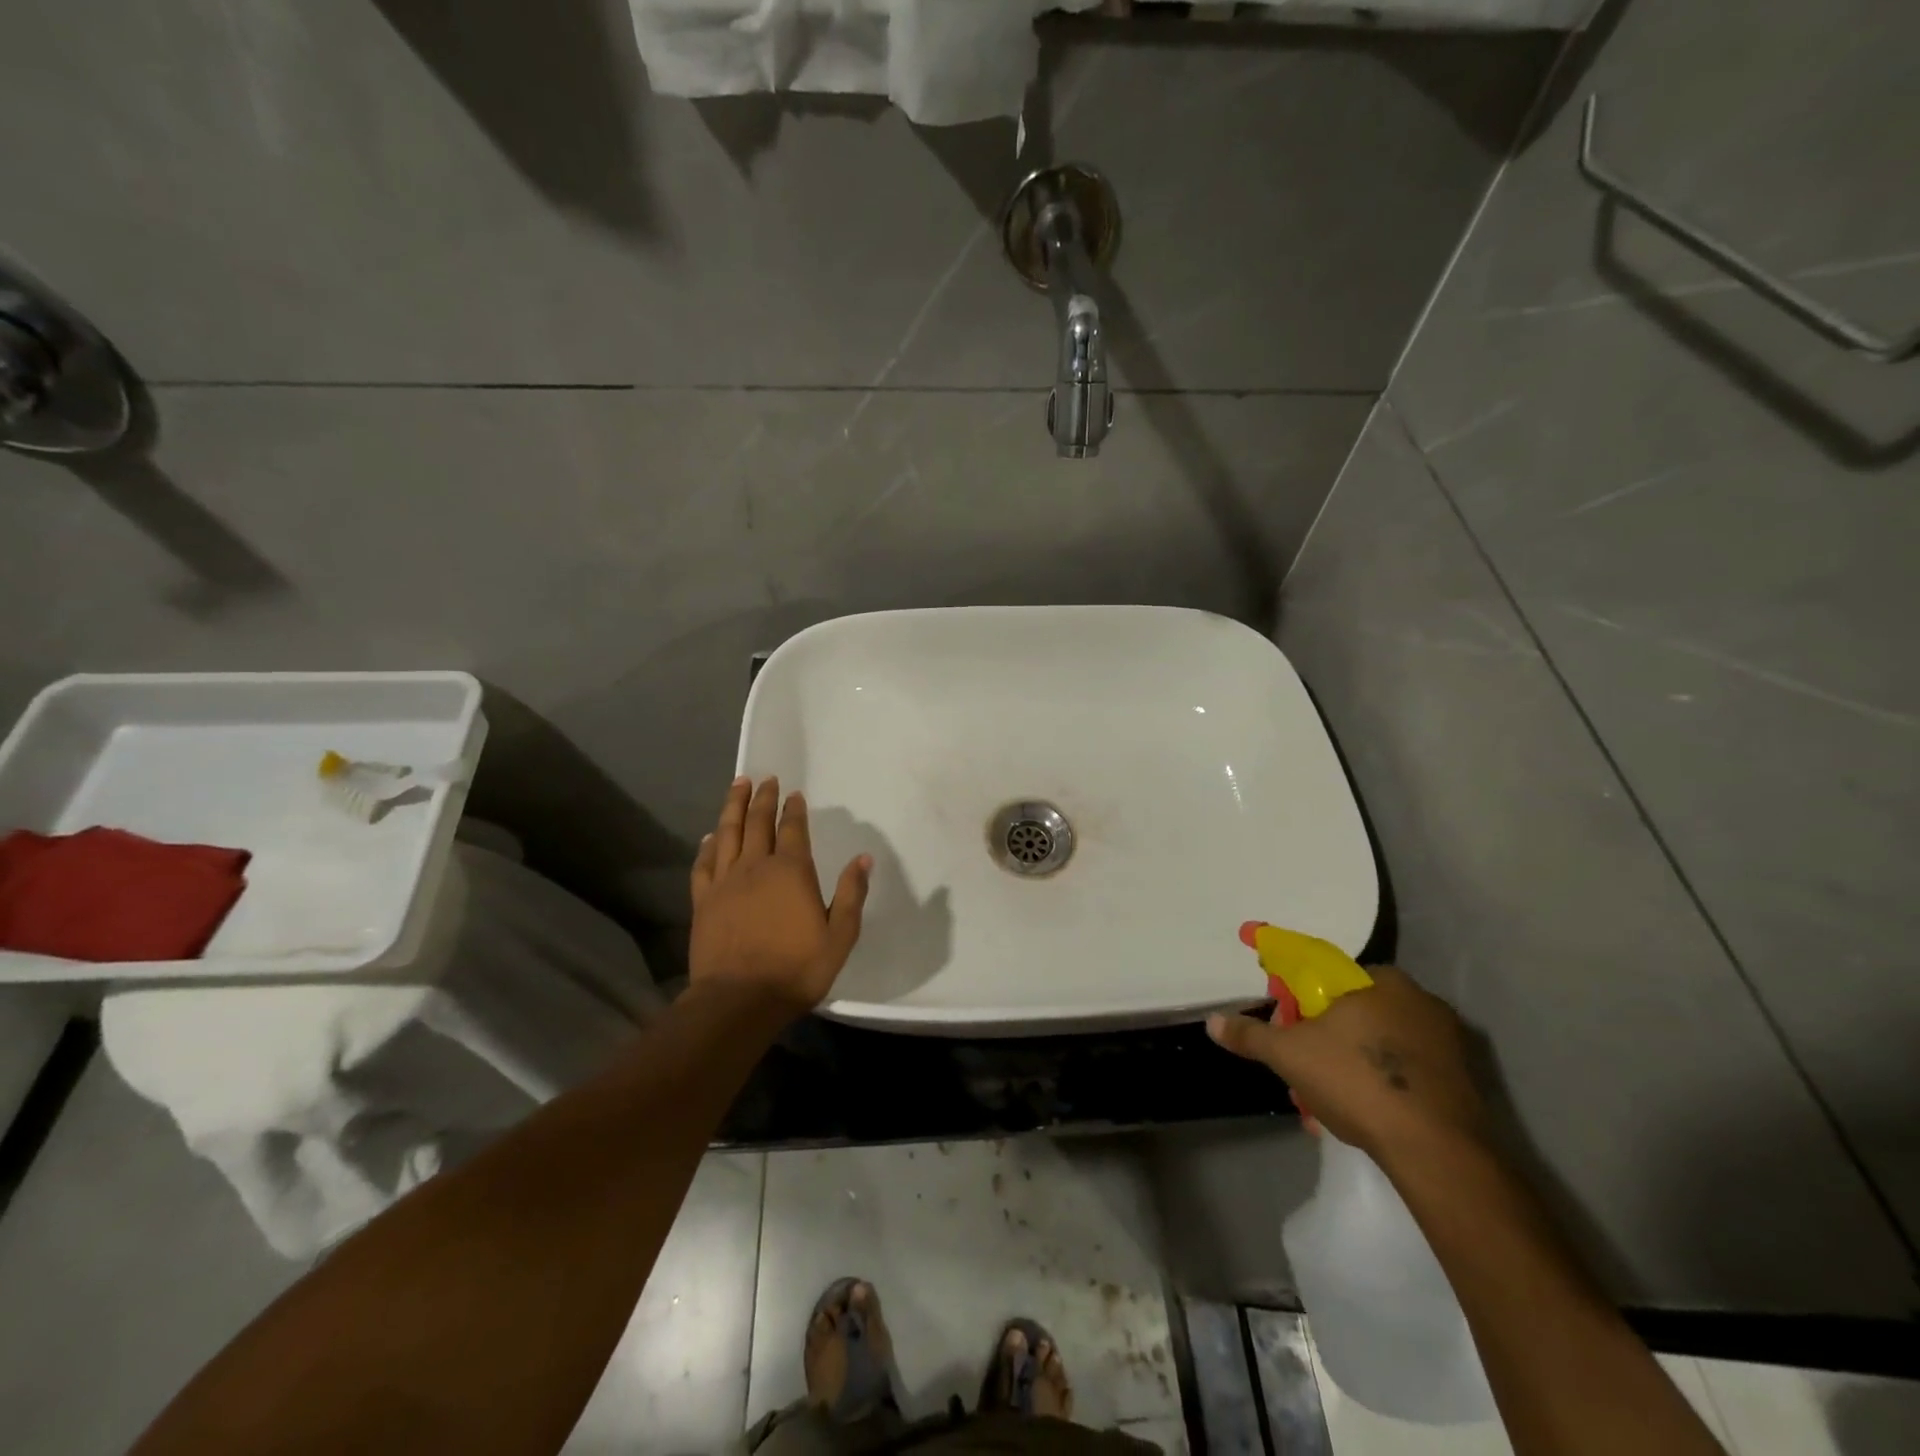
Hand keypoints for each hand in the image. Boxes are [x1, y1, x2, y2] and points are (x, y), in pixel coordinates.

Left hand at [689, 776, 871, 1017]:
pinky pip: (704, 863)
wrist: (739, 1000)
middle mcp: (756, 867)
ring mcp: (725, 882)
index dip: (793, 809)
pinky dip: (707, 845)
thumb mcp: (840, 936)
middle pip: (758, 822)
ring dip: (733, 807)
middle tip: (764, 779)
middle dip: (762, 798)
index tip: (793, 794)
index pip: (793, 829)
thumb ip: (852, 894)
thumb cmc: (796, 969)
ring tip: (738, 786)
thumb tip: (863, 858)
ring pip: (728, 833)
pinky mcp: (703, 900)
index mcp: (791, 872)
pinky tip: (710, 835)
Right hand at [1207, 966, 1490, 1163]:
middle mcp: (1419, 999)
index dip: (1299, 1001)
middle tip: (1302, 1067)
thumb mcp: (1289, 1055)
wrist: (1438, 1152)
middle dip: (1323, 1038)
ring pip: (1379, 1044)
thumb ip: (1251, 1035)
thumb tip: (1213, 1021)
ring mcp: (1448, 1041)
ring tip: (1327, 1100)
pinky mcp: (1465, 1080)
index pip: (1326, 977)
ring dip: (1350, 1064)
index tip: (1286, 1026)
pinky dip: (1382, 1085)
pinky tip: (1364, 1114)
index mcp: (1380, 980)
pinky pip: (1407, 1071)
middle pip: (1353, 1011)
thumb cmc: (1358, 1082)